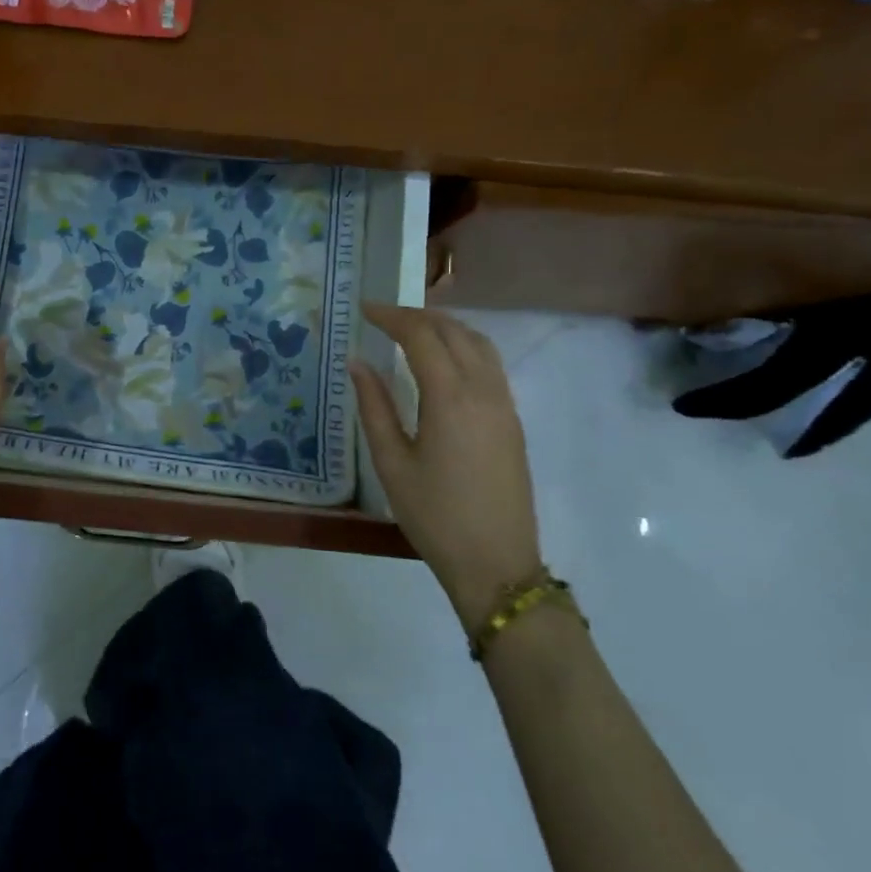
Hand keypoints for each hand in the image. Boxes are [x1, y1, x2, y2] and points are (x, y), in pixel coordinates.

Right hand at [351, 304, 540, 631]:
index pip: (421, 336)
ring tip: (411, 330)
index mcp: (451, 398)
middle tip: (382, 317)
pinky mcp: (512, 419)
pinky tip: (442, 361)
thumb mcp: (392, 462)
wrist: (496, 562)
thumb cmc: (434, 515)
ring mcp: (504, 404)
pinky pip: (490, 364)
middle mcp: (484, 390)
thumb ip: (374, 406)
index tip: (364, 309)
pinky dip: (464, 346)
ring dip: (444, 327)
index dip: (391, 316)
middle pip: (454, 331)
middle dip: (417, 316)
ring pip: (479, 343)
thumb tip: (358, 362)